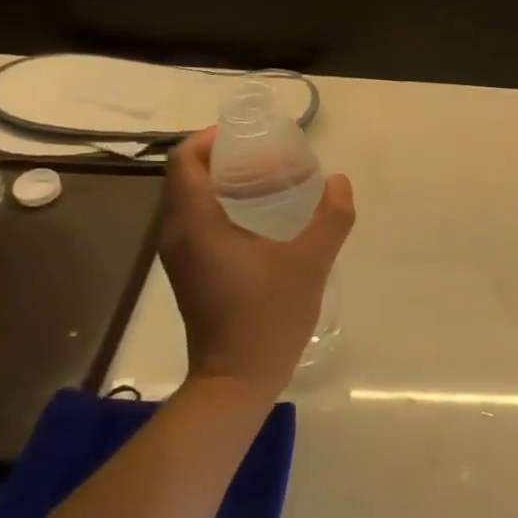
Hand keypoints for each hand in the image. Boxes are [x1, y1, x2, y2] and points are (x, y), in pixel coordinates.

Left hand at [160, 128, 355, 401]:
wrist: (236, 380)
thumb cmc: (267, 316)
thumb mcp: (310, 262)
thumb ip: (331, 217)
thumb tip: (340, 182)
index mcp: (196, 223)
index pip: (184, 161)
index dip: (210, 138)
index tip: (249, 136)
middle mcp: (177, 235)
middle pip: (187, 177)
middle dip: (223, 158)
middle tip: (269, 157)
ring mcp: (180, 257)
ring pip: (191, 201)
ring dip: (224, 184)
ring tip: (270, 183)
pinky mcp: (190, 273)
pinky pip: (198, 223)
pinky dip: (223, 209)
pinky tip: (262, 220)